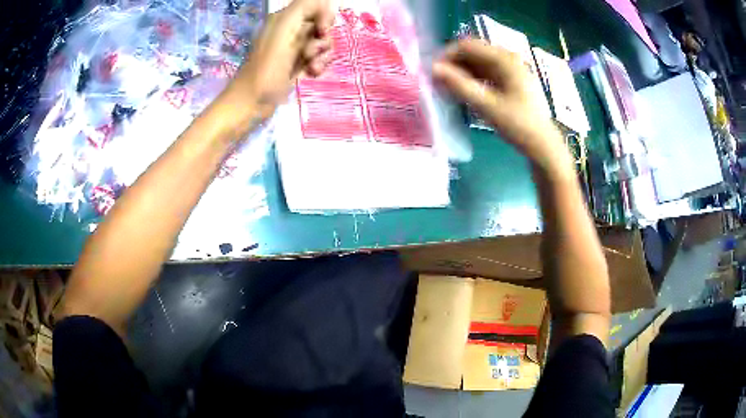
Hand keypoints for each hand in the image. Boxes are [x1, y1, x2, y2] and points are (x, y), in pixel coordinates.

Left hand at [227, 0, 334, 118]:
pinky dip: (319, 65)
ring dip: (323, 55)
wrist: (252, 103)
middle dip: (323, 39)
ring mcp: (296, 48)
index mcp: (285, 19)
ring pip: (324, 43)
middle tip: (309, 53)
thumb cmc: (266, 69)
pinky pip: (319, 58)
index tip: (321, 31)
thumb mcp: (283, 30)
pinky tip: (312, 74)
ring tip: (310, 67)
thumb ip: (303, 8)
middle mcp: (292, 30)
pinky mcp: (298, 65)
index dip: (324, 17)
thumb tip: (325, 2)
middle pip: (323, 25)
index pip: (317, 6)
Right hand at [433, 39, 568, 172]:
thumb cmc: (518, 125)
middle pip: (472, 52)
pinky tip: (463, 92)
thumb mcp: (486, 106)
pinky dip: (471, 79)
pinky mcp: (509, 79)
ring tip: (448, 90)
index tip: (433, 73)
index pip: (467, 45)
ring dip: (461, 72)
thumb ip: (459, 85)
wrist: (542, 144)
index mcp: (504, 59)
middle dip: (453, 65)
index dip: (447, 56)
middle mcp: (507, 58)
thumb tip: (432, 68)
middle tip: (438, 83)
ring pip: (476, 63)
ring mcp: (509, 68)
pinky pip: (484, 72)